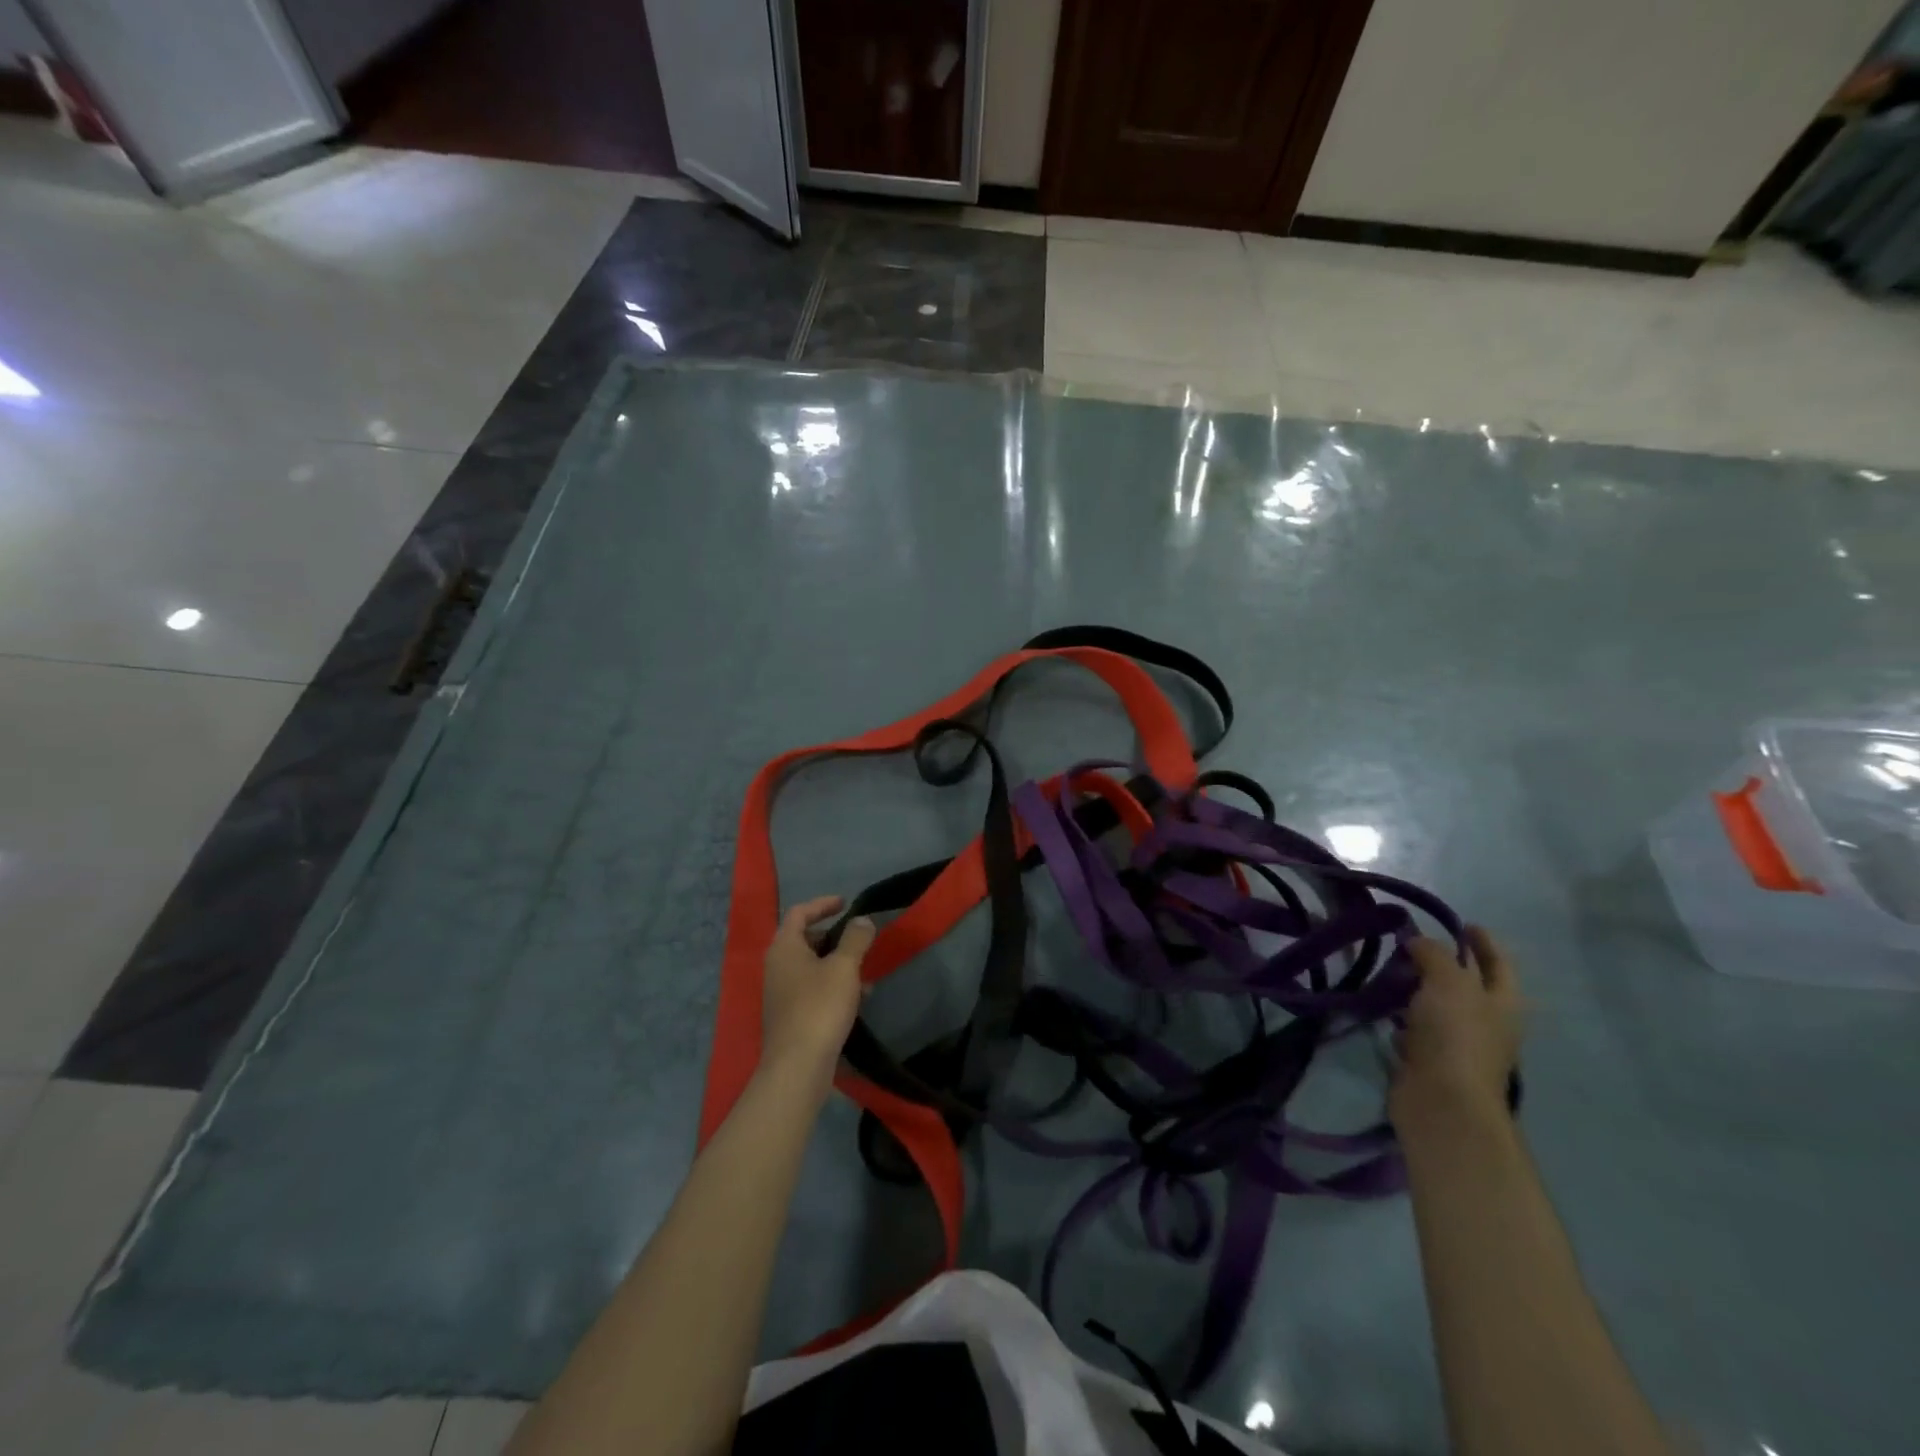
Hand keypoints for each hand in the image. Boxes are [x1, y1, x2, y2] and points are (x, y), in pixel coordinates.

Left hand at [759, 896, 874, 1094]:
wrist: (797, 1067)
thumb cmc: (819, 1007)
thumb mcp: (844, 967)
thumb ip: (855, 938)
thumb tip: (861, 920)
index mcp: (784, 947)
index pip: (800, 912)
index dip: (823, 904)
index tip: (846, 903)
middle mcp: (777, 966)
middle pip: (804, 939)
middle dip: (832, 936)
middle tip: (857, 938)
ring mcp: (781, 993)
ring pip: (811, 966)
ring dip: (837, 963)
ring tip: (864, 971)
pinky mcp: (790, 1016)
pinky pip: (813, 989)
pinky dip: (833, 985)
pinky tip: (857, 999)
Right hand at [1389, 926, 1520, 1135]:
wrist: (1442, 1101)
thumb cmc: (1455, 1035)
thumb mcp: (1448, 981)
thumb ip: (1433, 953)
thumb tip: (1417, 941)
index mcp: (1502, 1003)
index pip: (1498, 963)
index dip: (1484, 942)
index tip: (1463, 923)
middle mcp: (1485, 1023)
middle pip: (1466, 985)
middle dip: (1443, 964)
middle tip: (1410, 943)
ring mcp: (1457, 1045)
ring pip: (1436, 1008)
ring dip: (1416, 991)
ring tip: (1389, 970)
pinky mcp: (1429, 1062)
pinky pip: (1414, 1032)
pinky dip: (1401, 1020)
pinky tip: (1383, 1009)